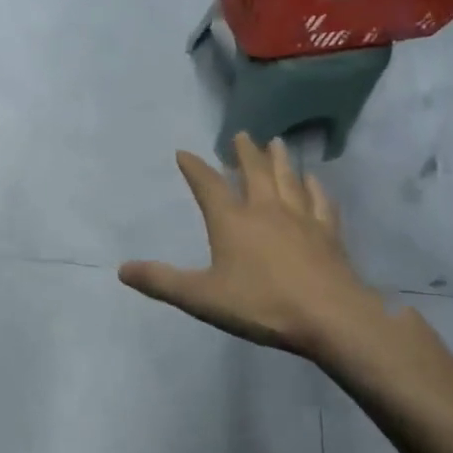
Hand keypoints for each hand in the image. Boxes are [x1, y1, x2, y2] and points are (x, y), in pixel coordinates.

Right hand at [119, 134, 390, 366]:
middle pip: (255, 173)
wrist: (330, 317)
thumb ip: (162, 282)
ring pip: (288, 180)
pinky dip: (316, 188)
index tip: (184, 152)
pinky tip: (315, 181)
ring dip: (280, 160)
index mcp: (232, 222)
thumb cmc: (261, 305)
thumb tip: (122, 269)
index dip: (195, 168)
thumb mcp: (201, 297)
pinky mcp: (328, 234)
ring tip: (277, 143)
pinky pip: (321, 203)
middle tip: (241, 134)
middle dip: (245, 153)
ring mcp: (301, 220)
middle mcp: (266, 211)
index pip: (209, 186)